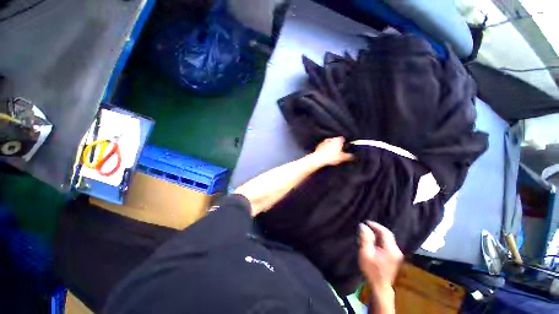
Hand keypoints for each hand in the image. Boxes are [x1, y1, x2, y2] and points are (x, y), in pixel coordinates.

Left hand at [311, 137, 353, 166]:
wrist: (319, 159)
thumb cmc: (331, 157)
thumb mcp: (343, 158)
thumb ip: (349, 156)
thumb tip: (353, 156)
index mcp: (338, 140)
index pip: (344, 139)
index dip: (345, 144)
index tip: (345, 149)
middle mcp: (331, 139)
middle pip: (337, 141)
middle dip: (338, 146)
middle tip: (339, 153)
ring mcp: (324, 141)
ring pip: (330, 144)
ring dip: (332, 148)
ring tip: (332, 155)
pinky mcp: (319, 145)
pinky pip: (324, 147)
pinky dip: (326, 150)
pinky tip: (326, 155)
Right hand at [358, 221, 402, 312]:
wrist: (379, 287)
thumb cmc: (371, 270)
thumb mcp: (365, 253)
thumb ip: (365, 238)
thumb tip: (363, 225)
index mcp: (391, 249)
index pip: (385, 232)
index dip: (375, 225)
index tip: (365, 222)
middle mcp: (396, 250)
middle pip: (387, 235)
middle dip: (376, 230)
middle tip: (365, 228)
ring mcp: (396, 255)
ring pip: (387, 240)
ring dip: (378, 235)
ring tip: (367, 234)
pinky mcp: (394, 258)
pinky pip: (387, 245)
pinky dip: (380, 241)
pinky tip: (372, 243)